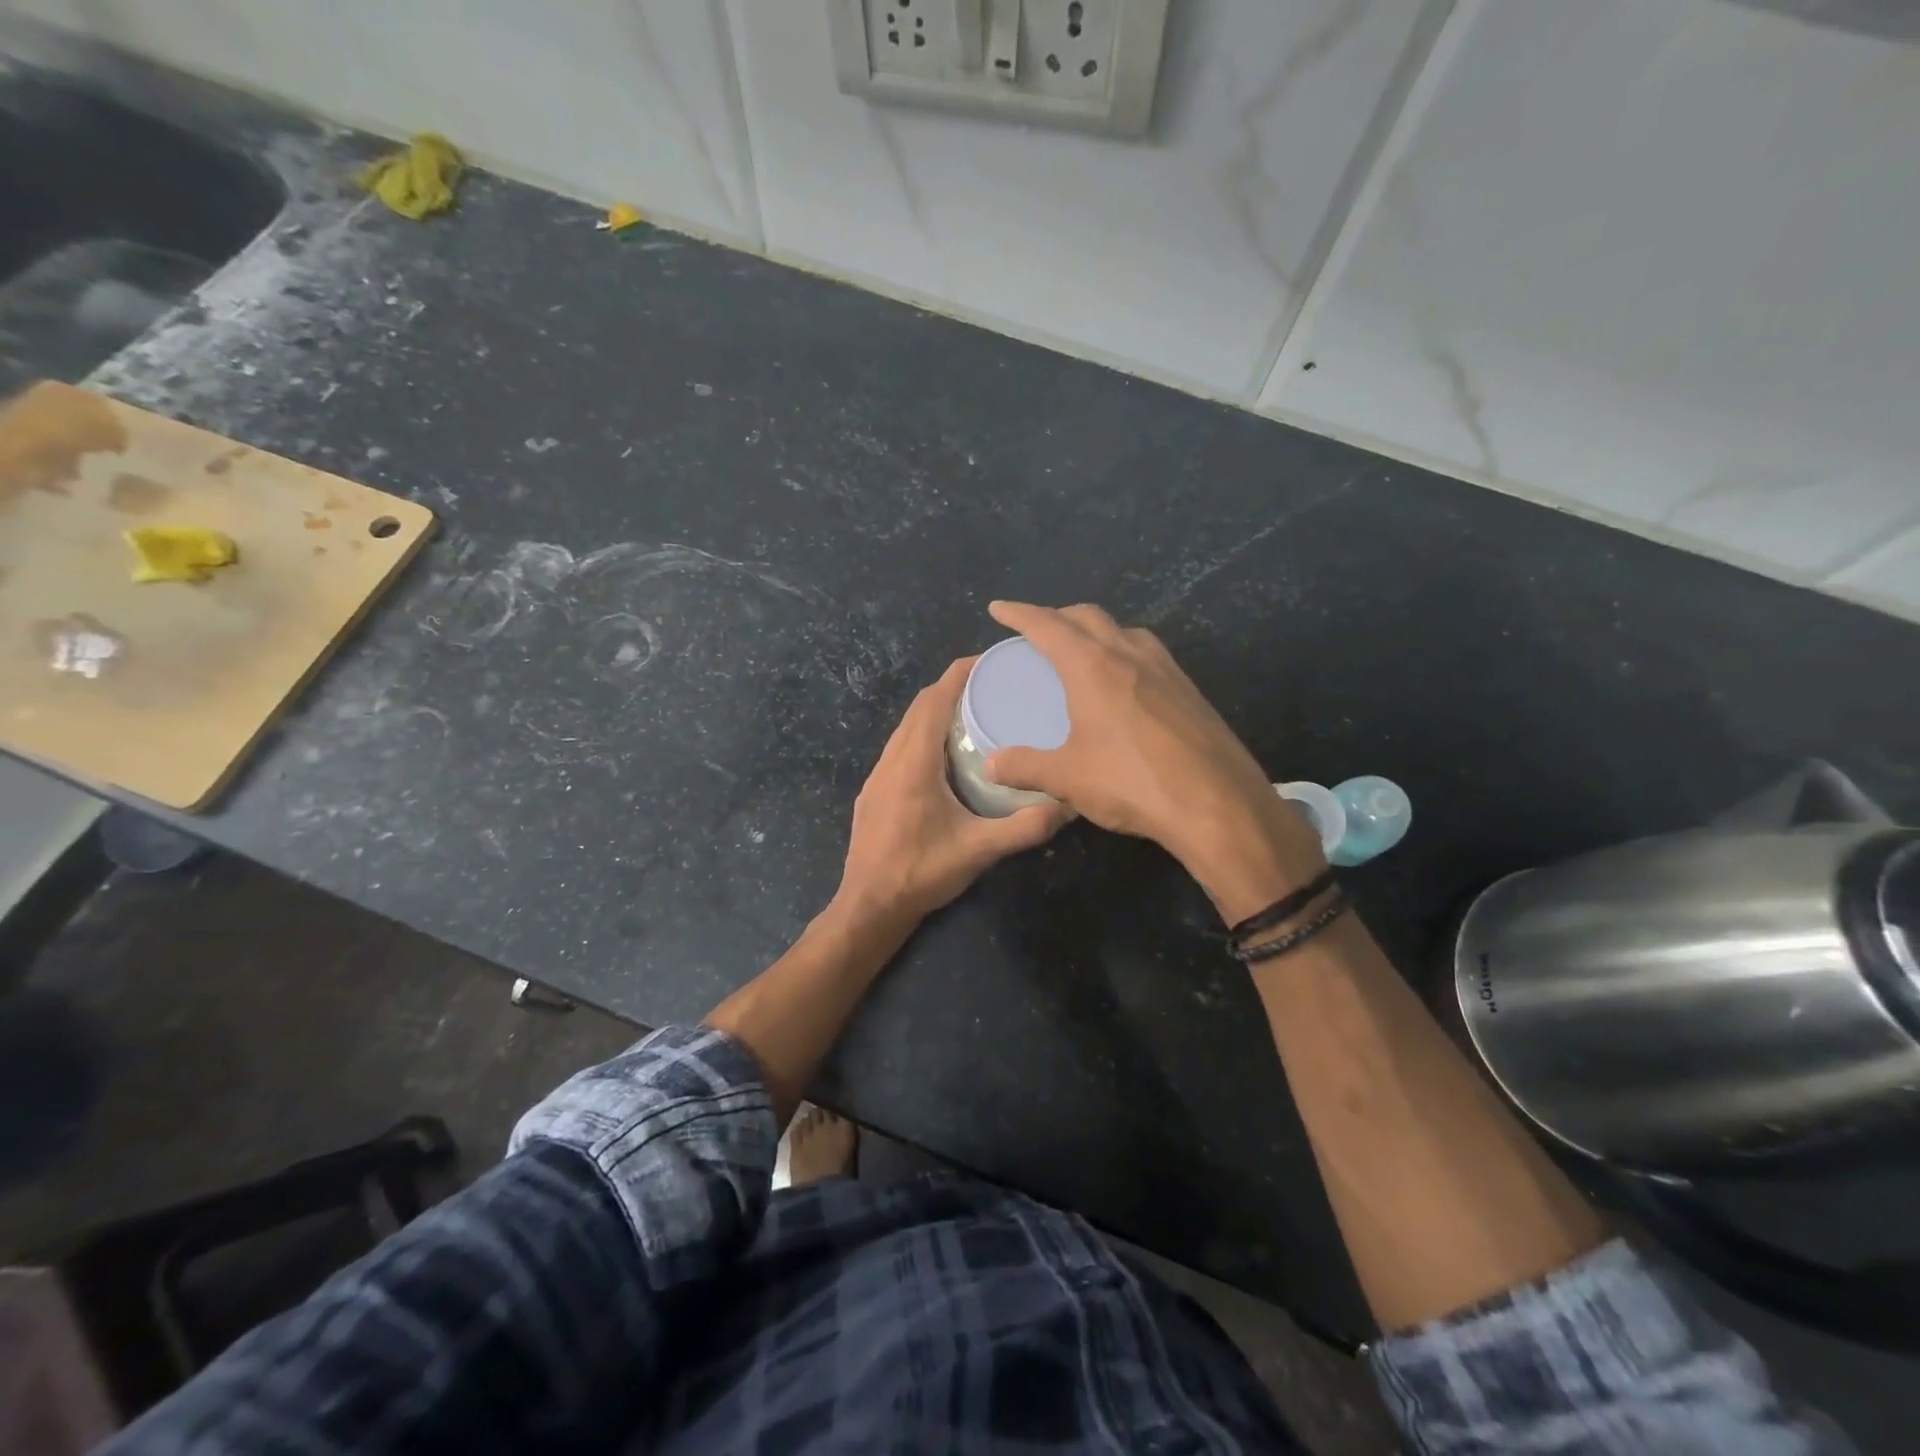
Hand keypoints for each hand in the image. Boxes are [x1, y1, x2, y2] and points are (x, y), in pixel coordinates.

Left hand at [836, 658, 1071, 928]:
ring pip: (905, 728)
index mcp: (913, 763)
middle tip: (991, 687)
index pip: (933, 701)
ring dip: (934, 712)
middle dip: (951, 689)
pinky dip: (923, 736)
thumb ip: (1024, 828)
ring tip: (973, 715)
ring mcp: (877, 776)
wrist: (869, 906)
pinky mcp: (874, 793)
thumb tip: (1069, 806)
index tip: (988, 661)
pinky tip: (946, 756)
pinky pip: (899, 748)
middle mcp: (891, 760)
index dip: (958, 675)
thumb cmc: (921, 873)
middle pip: (918, 708)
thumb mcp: (978, 850)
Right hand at [982, 602, 1323, 918]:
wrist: (1217, 803)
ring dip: (1096, 630)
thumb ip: (1024, 766)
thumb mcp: (1068, 778)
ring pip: (1123, 630)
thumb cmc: (1132, 783)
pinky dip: (1123, 651)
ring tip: (1081, 651)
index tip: (998, 609)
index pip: (1047, 626)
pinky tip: (1124, 683)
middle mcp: (1129, 654)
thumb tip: (990, 765)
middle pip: (1087, 616)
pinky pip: (1148, 653)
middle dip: (1058, 616)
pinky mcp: (1189, 690)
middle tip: (1037, 631)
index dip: (1019, 614)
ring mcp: (1166, 669)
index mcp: (1092, 666)